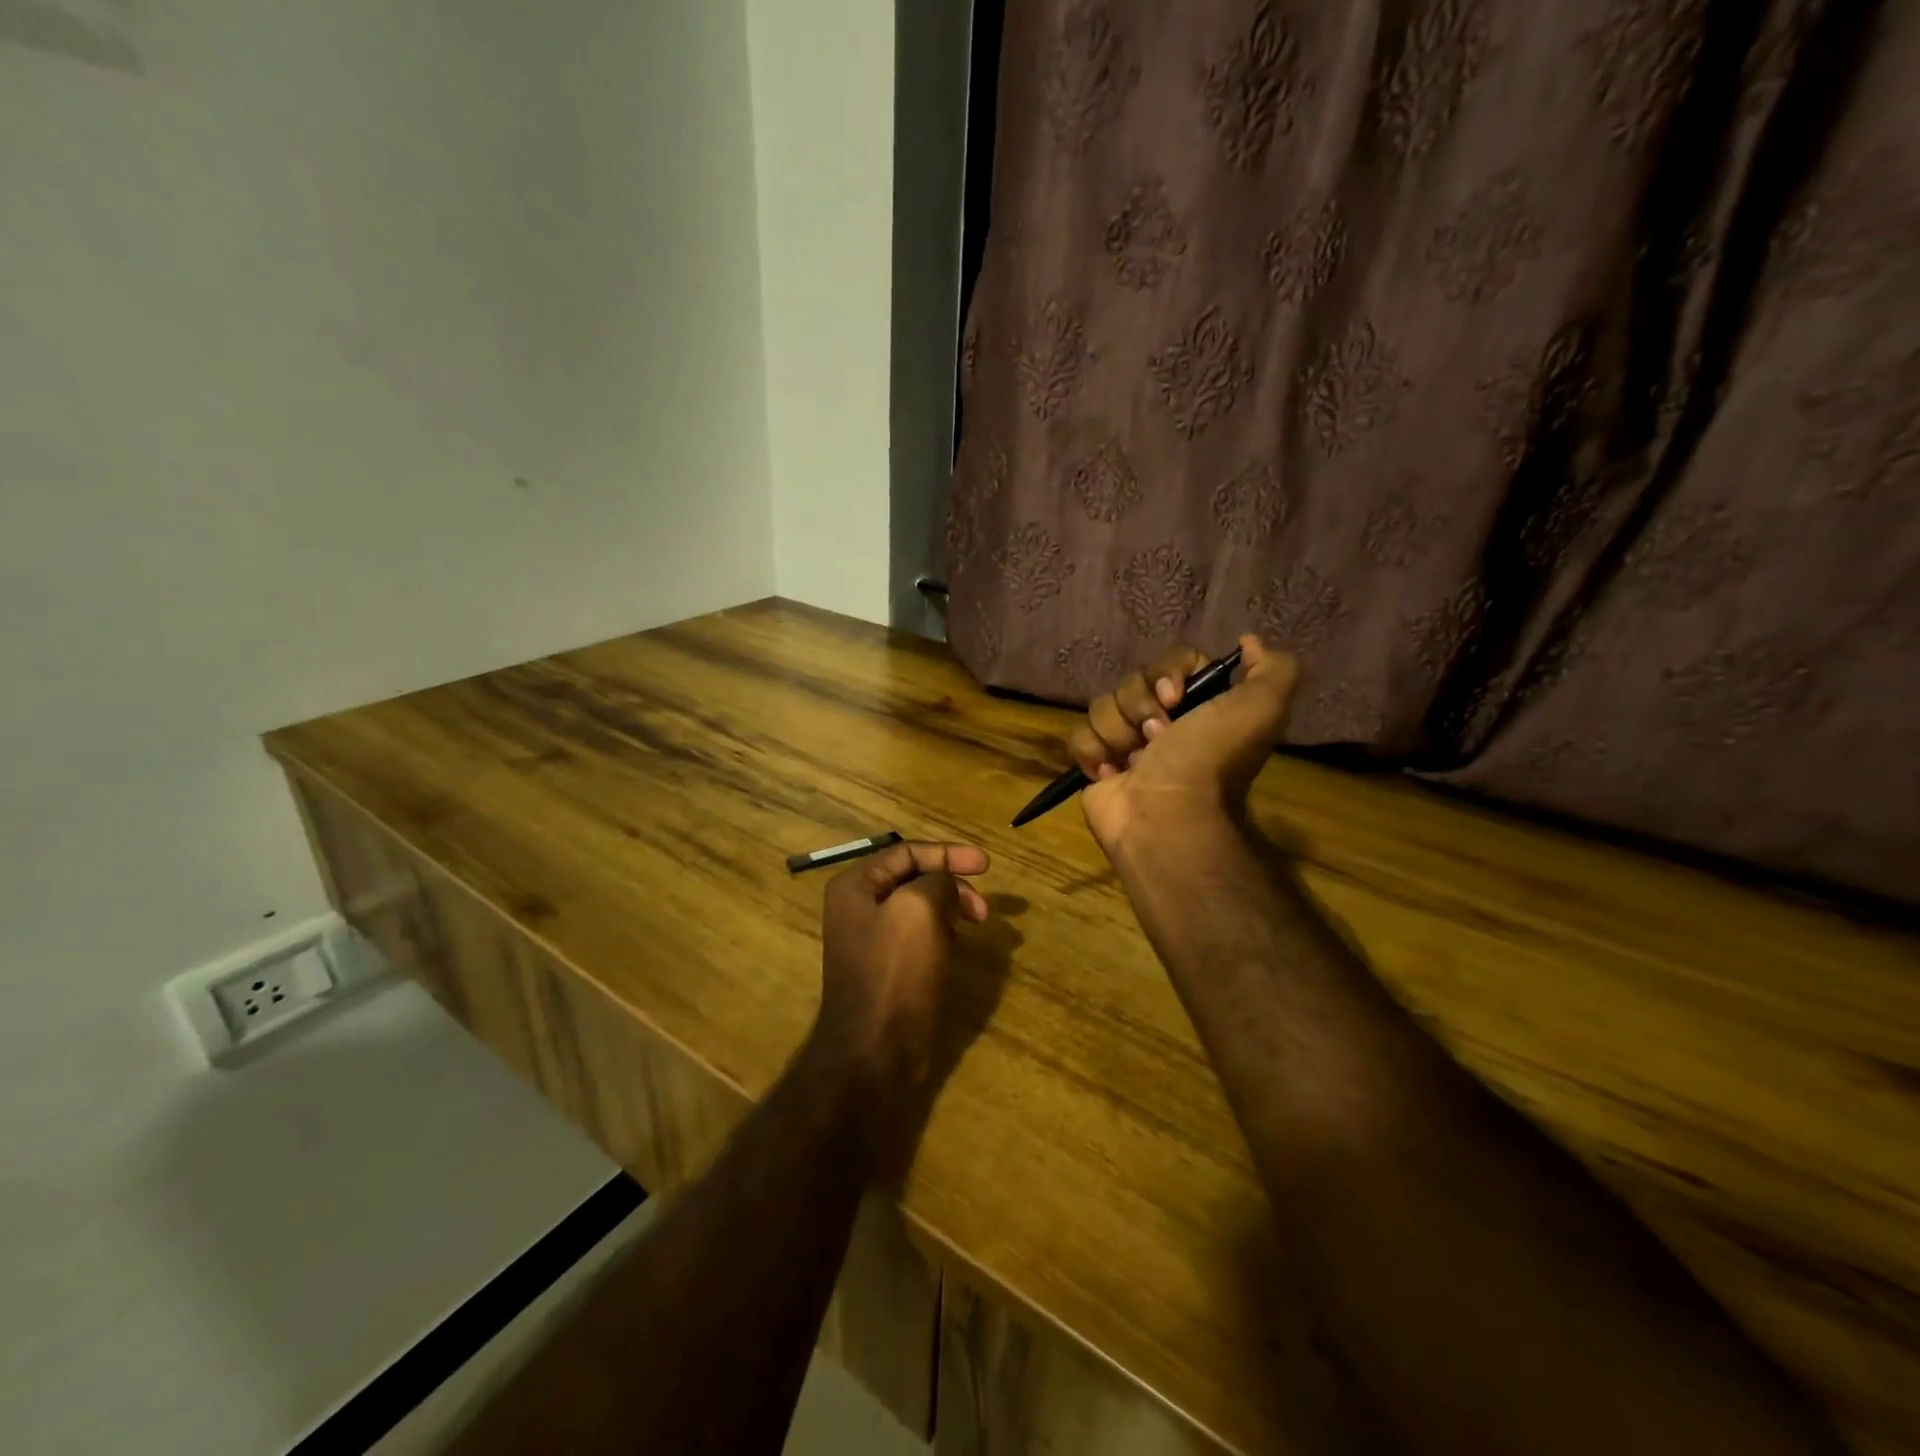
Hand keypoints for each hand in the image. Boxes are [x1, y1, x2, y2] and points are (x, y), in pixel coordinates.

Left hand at [811, 840, 990, 1113]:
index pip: (908, 852)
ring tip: (974, 925)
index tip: (987, 866)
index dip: (949, 853)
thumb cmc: (895, 972)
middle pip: (913, 877)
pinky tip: (956, 946)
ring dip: (950, 908)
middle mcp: (857, 907)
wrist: (874, 1050)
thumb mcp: (920, 909)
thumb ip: (937, 881)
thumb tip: (946, 885)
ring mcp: (870, 939)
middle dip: (952, 884)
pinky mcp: (886, 967)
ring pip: (919, 907)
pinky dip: (942, 932)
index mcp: (856, 885)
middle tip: (983, 908)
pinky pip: (918, 935)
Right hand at [1068, 635, 1298, 856]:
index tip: (1175, 698)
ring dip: (1117, 732)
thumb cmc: (1208, 761)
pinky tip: (1111, 773)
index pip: (1171, 661)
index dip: (1168, 673)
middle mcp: (1164, 722)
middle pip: (1133, 682)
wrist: (1166, 817)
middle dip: (1140, 706)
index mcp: (1200, 706)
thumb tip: (1249, 642)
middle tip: (1157, 738)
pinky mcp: (1096, 764)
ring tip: (1134, 762)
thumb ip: (1272, 668)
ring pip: (1102, 706)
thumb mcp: (1262, 708)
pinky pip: (1079, 735)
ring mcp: (1126, 743)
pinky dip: (1092, 752)